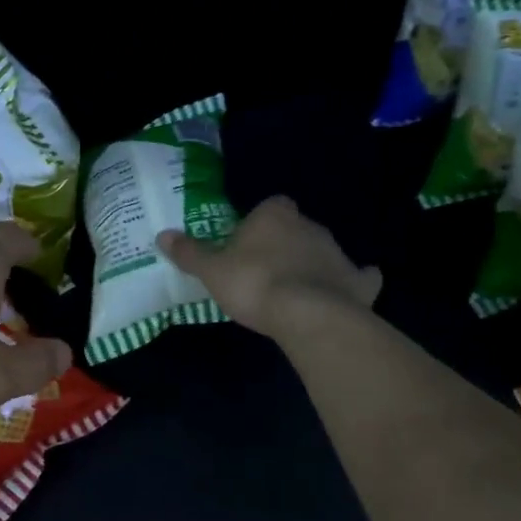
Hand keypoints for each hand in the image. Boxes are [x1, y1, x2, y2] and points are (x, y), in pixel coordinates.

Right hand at [158, 195, 382, 344]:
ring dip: (312, 264)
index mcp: (274, 216)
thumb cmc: (254, 284)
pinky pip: (359, 278)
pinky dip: (353, 283)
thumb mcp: (211, 270)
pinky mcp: (359, 282)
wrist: (308, 315)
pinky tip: (345, 295)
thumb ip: (189, 252)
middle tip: (265, 271)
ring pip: (324, 251)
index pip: (269, 206)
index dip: (259, 224)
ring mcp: (339, 252)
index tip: (246, 246)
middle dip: (284, 244)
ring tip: (295, 292)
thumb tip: (162, 235)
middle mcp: (310, 226)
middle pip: (296, 228)